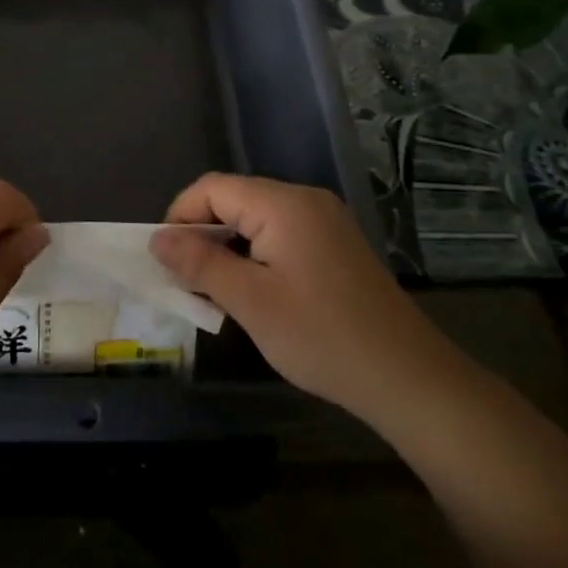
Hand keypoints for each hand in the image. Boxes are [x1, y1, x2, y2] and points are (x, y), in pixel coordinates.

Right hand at [151, 173, 456, 415]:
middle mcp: (305, 200)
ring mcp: (325, 221)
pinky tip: (254, 292)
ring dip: (228, 248)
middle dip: (203, 234)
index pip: (212, 188)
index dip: (180, 216)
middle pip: (234, 199)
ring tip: (215, 292)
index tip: (165, 259)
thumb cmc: (322, 337)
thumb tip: (158, 239)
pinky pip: (281, 235)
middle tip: (186, 281)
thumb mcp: (250, 302)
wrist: (409, 379)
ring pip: (256, 219)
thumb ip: (200, 263)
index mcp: (283, 203)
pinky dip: (256, 255)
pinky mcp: (336, 245)